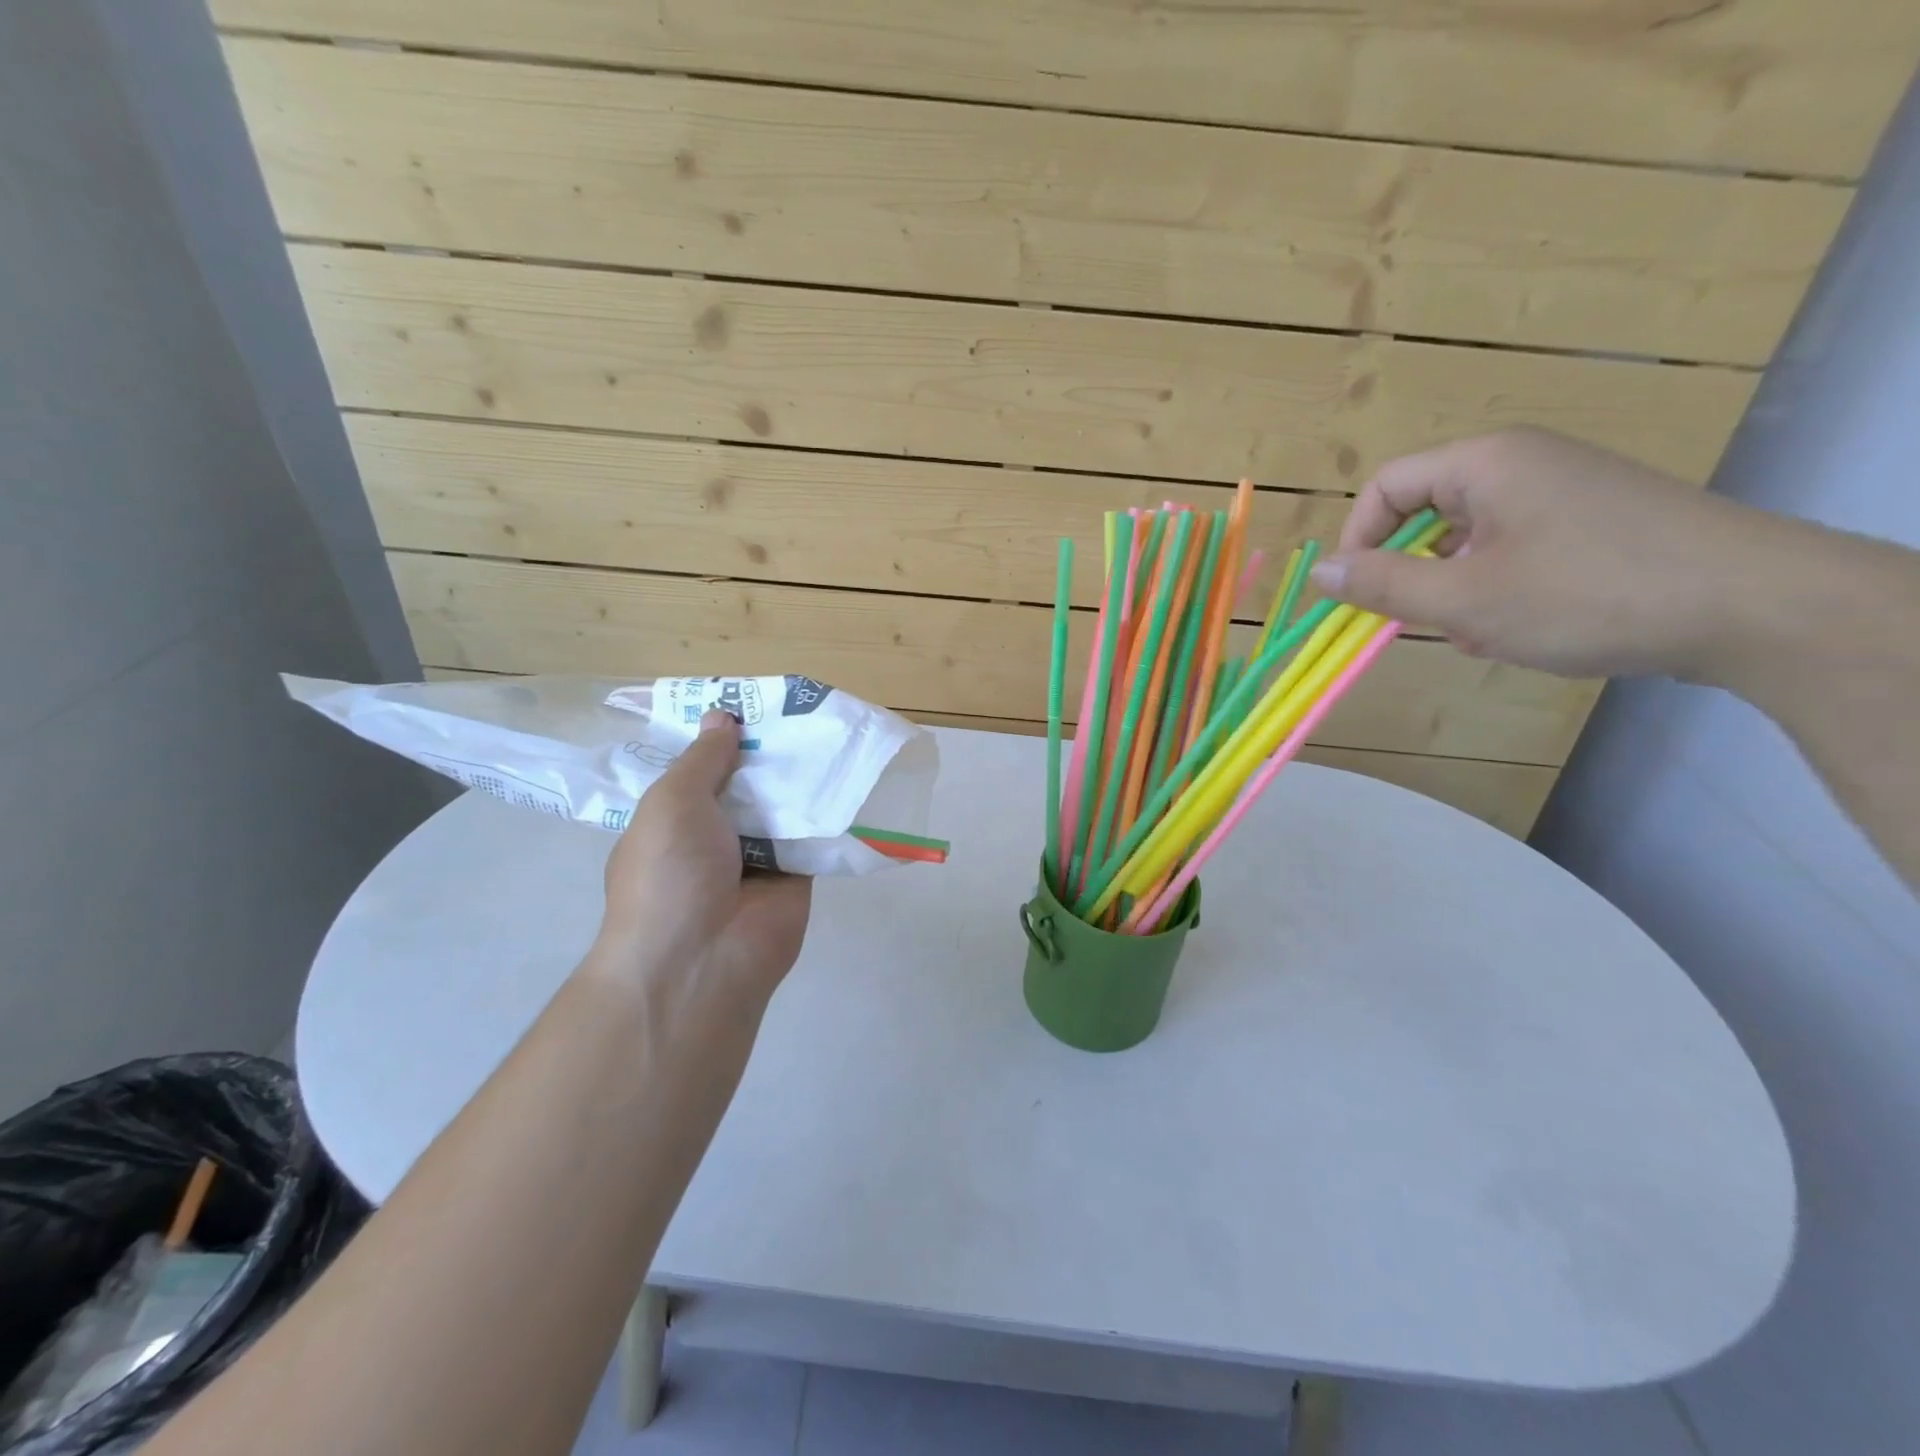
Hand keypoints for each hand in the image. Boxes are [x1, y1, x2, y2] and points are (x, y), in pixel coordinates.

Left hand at [594, 710, 810, 1004]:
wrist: (703, 959)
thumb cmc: (670, 873)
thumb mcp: (672, 802)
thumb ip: (703, 759)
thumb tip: (722, 716)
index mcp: (674, 821)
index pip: (700, 771)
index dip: (723, 739)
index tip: (753, 706)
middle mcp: (715, 837)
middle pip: (747, 785)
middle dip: (768, 754)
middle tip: (803, 710)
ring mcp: (757, 858)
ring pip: (783, 806)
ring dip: (801, 778)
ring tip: (832, 729)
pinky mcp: (797, 875)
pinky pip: (813, 834)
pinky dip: (827, 810)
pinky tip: (850, 772)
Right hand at [1311, 428, 1801, 682]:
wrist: (1754, 606)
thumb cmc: (1587, 594)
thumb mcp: (1464, 599)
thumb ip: (1383, 585)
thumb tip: (1320, 572)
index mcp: (1486, 463)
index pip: (1387, 487)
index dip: (1358, 540)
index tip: (1358, 595)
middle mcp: (1522, 464)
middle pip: (1427, 512)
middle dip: (1411, 572)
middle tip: (1422, 621)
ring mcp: (1565, 492)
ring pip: (1469, 539)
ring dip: (1453, 588)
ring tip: (1477, 632)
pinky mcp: (1595, 524)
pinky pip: (1514, 549)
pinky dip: (1496, 588)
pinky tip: (1518, 628)